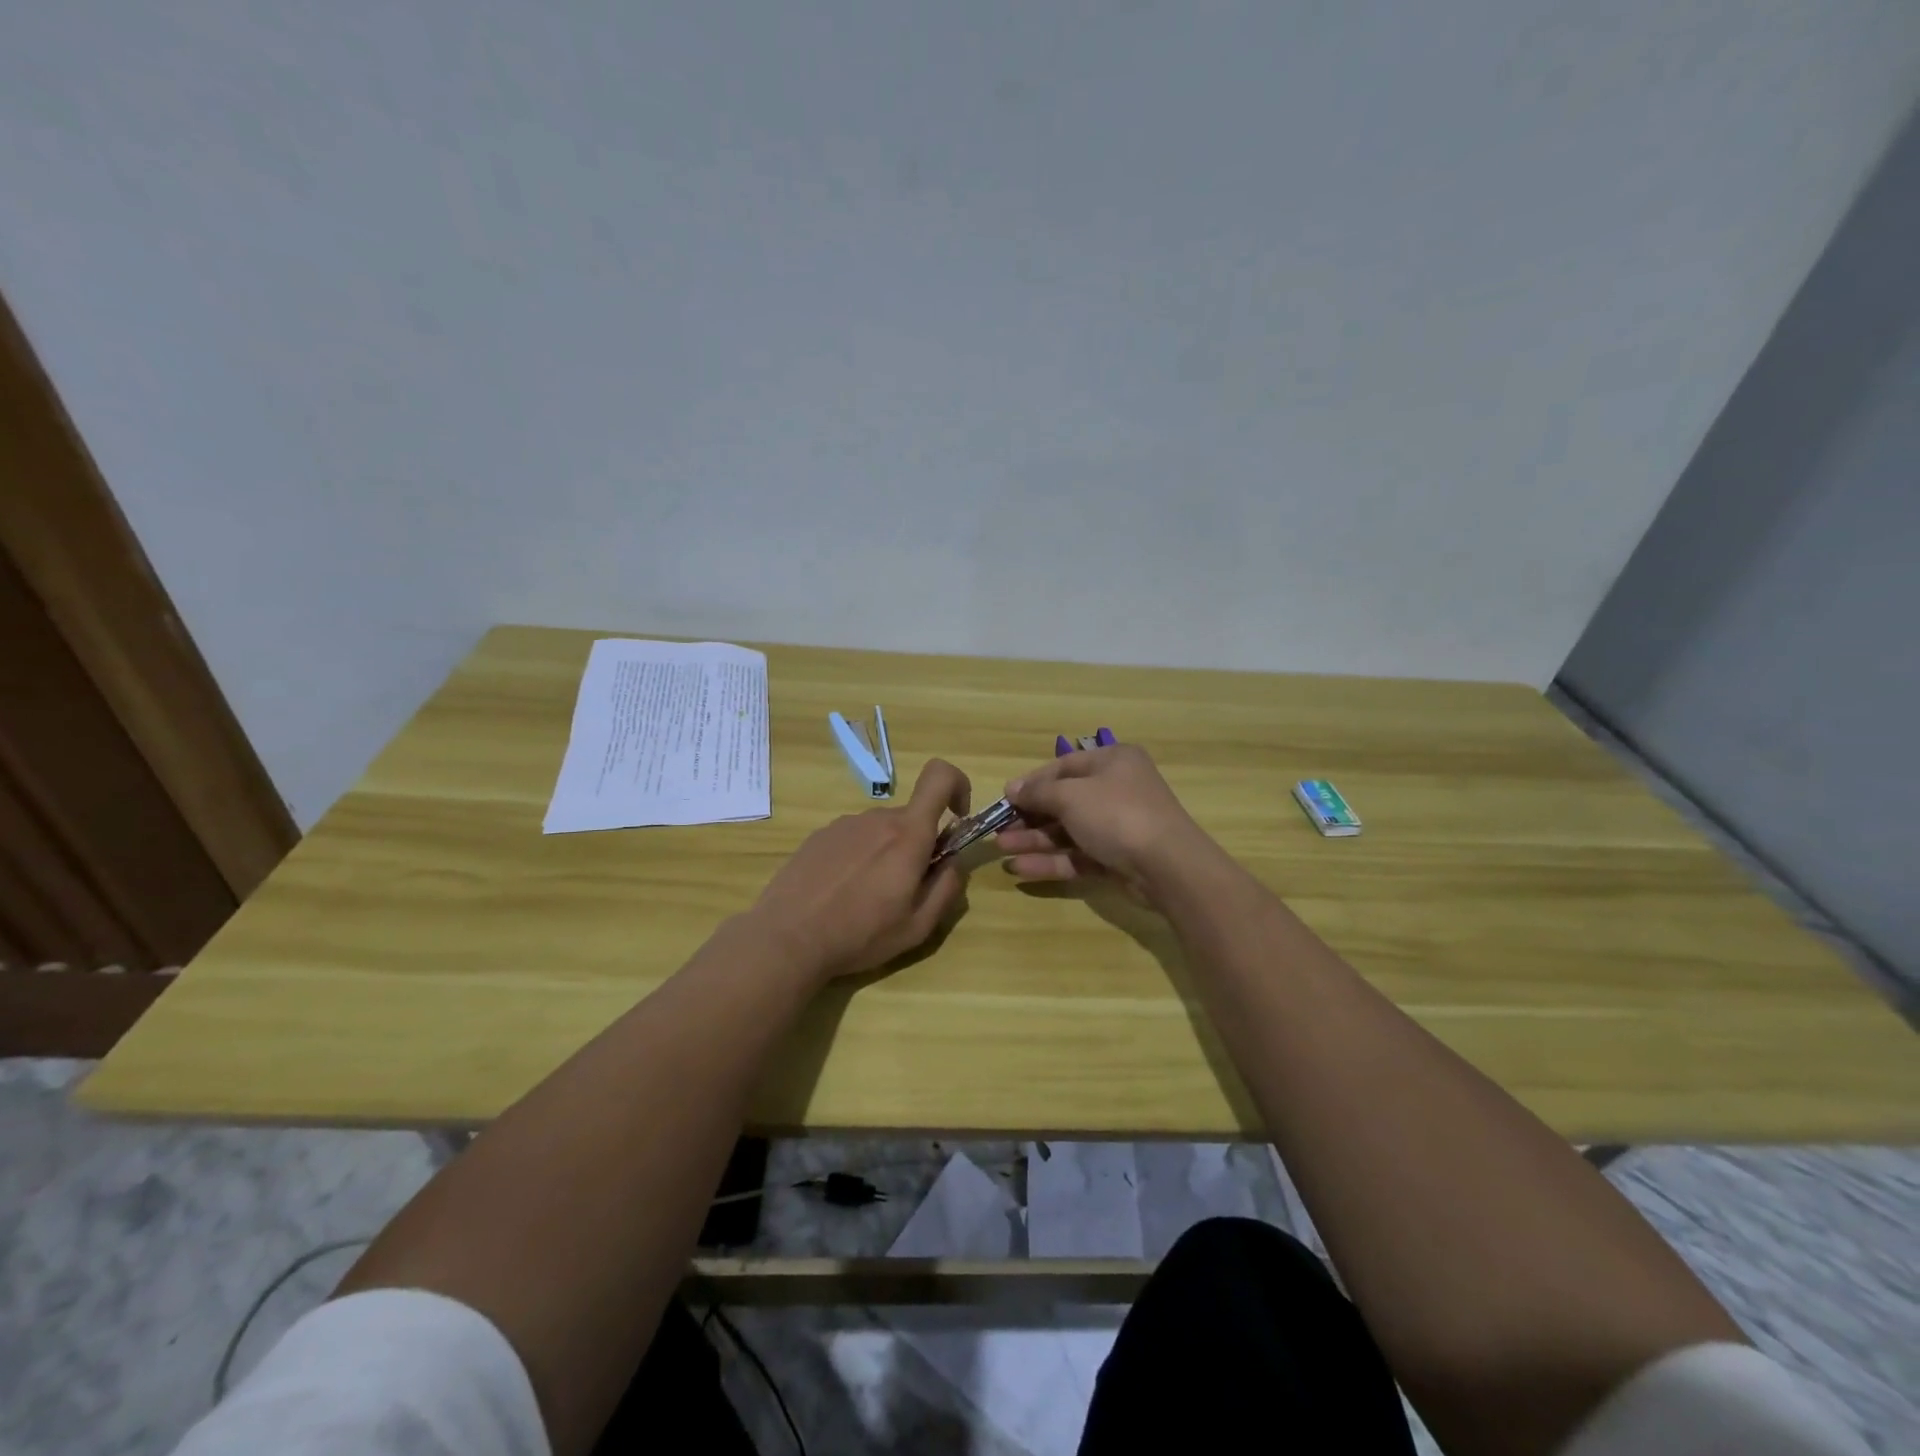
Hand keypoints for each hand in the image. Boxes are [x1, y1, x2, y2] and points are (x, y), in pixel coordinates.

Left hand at [747, 759, 971, 983]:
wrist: (787, 938)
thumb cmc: (860, 934)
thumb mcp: (918, 927)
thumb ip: (947, 888)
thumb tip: (954, 862)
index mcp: (908, 835)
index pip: (940, 776)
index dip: (957, 786)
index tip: (957, 820)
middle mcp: (877, 818)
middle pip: (911, 818)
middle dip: (918, 845)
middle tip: (904, 890)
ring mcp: (844, 824)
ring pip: (882, 830)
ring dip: (886, 854)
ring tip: (866, 898)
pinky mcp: (820, 836)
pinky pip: (854, 839)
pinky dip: (859, 858)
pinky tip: (840, 893)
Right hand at [996, 744, 1210, 901]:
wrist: (1168, 866)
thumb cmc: (1117, 814)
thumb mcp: (1071, 795)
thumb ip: (1038, 792)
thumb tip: (1012, 788)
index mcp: (1112, 762)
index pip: (1063, 766)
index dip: (1032, 782)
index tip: (1005, 798)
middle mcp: (1116, 789)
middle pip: (1064, 801)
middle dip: (1029, 816)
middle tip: (998, 829)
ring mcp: (1118, 826)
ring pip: (1068, 831)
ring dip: (1034, 840)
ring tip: (1001, 850)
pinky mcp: (1117, 859)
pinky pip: (1078, 856)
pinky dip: (1051, 861)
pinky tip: (1020, 869)